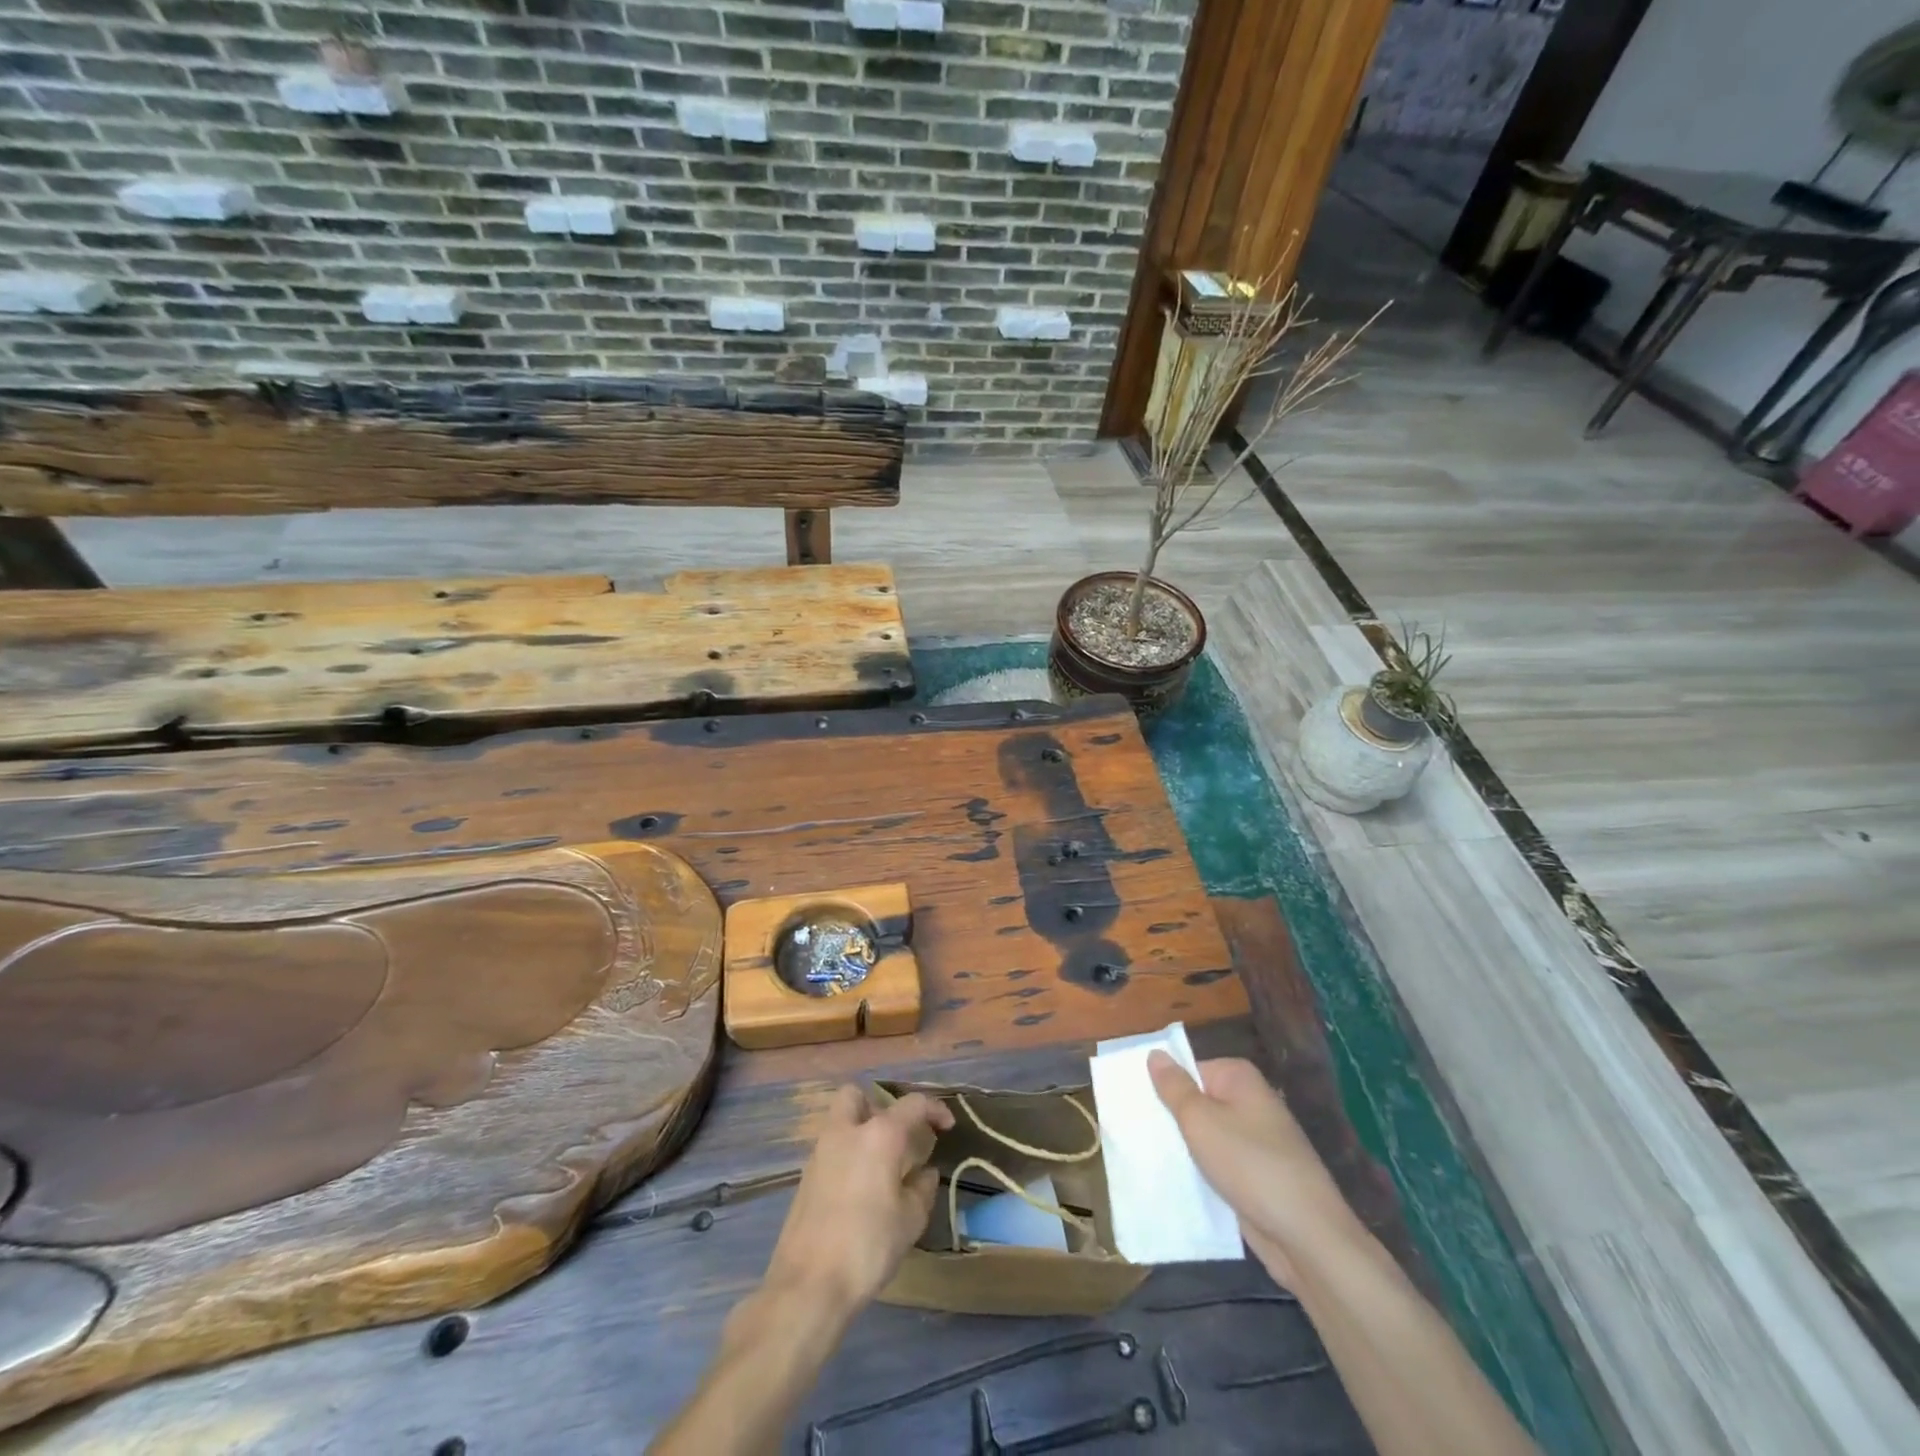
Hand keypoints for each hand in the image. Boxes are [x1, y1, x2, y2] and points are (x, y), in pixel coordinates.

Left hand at [763, 1085, 954, 1317]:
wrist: (809, 1285)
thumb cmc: (868, 1246)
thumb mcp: (910, 1220)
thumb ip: (922, 1188)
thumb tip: (925, 1172)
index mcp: (879, 1135)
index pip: (912, 1104)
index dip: (934, 1109)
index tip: (947, 1126)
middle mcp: (846, 1132)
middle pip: (856, 1096)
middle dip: (878, 1106)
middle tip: (897, 1136)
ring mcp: (820, 1153)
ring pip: (840, 1122)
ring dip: (860, 1131)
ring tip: (882, 1165)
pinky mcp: (805, 1178)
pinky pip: (831, 1150)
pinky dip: (847, 1156)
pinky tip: (860, 1189)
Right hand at [1148, 1053, 1359, 1287]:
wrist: (1306, 1236)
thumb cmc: (1250, 1165)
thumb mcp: (1200, 1121)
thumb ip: (1174, 1087)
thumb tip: (1155, 1053)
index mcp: (1239, 1078)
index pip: (1189, 1070)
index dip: (1164, 1087)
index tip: (1137, 1106)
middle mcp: (1251, 1102)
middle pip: (1198, 1102)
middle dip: (1172, 1119)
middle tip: (1135, 1132)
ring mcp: (1257, 1141)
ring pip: (1207, 1136)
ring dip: (1184, 1149)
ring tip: (1147, 1157)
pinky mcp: (1257, 1176)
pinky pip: (1219, 1164)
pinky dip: (1202, 1172)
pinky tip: (1176, 1184)